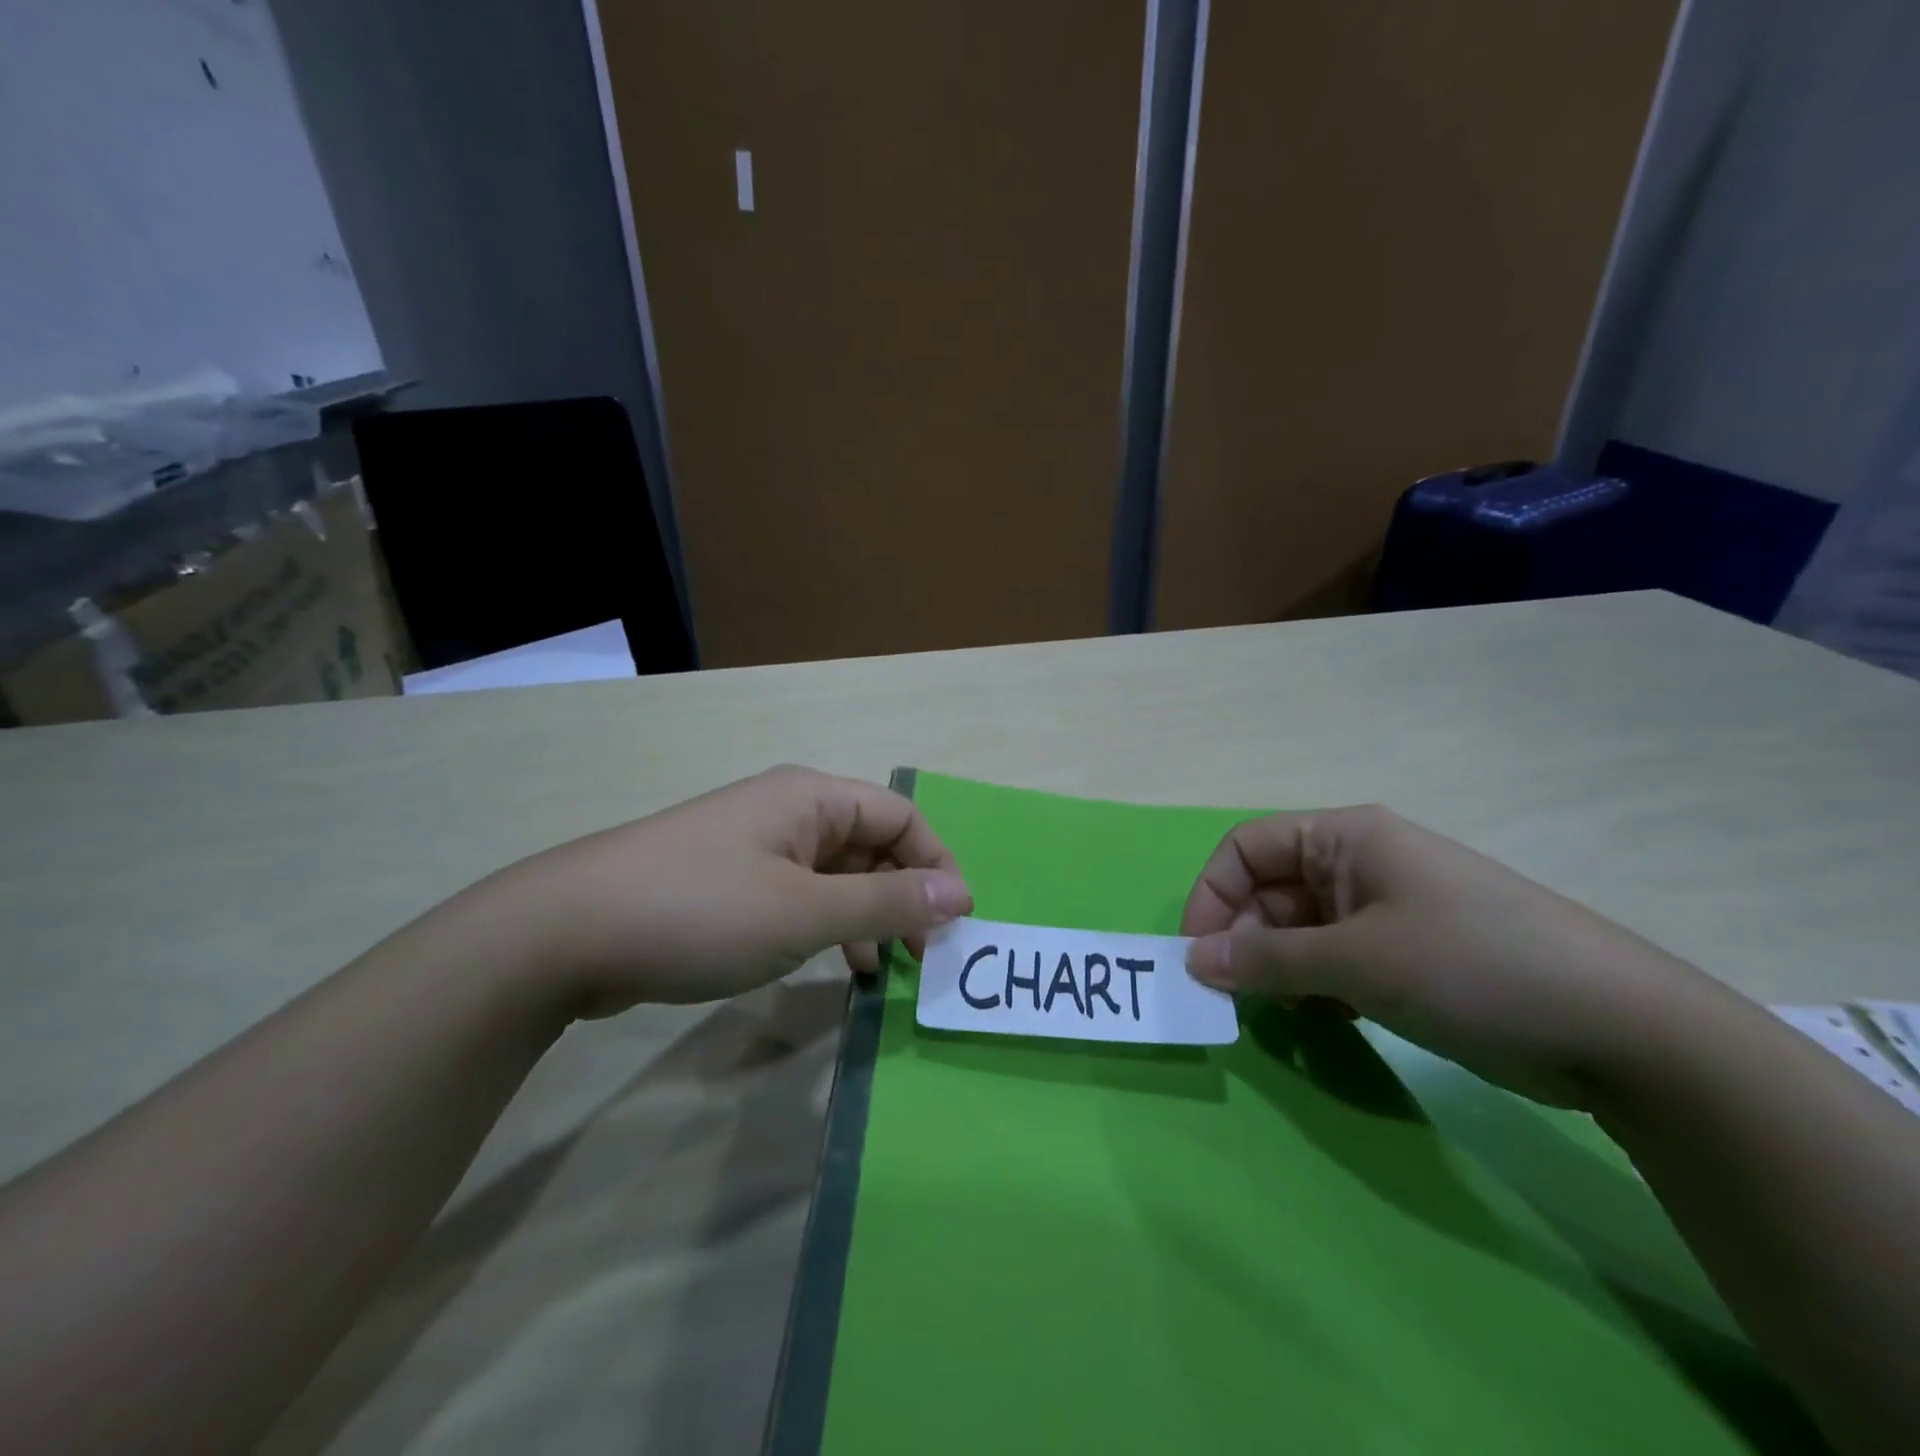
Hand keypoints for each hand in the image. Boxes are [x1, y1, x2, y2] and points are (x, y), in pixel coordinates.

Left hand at [468, 765, 972, 1016]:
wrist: (564, 934)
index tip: (957, 923)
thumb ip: (887, 902)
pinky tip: (835, 967)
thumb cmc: (701, 910)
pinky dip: (827, 927)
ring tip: (883, 969)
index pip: (900, 816)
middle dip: (904, 896)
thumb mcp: (805, 910)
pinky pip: (800, 898)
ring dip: (868, 916)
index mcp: (811, 799)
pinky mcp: (729, 885)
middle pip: (870, 845)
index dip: (936, 863)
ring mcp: (755, 849)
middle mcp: (788, 813)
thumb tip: (959, 893)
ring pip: (836, 875)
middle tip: (923, 957)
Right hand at [1181, 805, 1726, 1107]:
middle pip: (1269, 892)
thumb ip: (1266, 960)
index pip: (1246, 848)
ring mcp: (1385, 912)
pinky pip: (1333, 962)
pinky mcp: (1406, 956)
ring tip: (1283, 1015)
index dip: (1212, 896)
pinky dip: (1315, 989)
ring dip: (1278, 971)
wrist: (1625, 1032)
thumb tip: (1193, 962)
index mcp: (1345, 838)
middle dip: (1244, 941)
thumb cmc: (1473, 966)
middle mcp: (1359, 865)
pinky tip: (1326, 1021)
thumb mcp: (1358, 961)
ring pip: (1299, 931)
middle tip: (1234, 999)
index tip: (1197, 956)